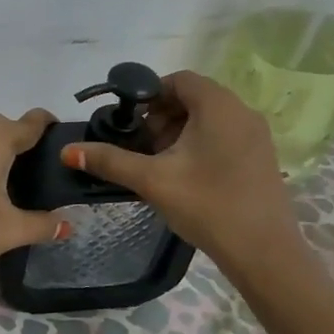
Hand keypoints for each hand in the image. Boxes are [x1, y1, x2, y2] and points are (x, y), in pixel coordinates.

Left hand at [0, 110, 69, 289]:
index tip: (67, 152)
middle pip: (9, 128)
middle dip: (28, 146)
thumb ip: (43, 224)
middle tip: (46, 178)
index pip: (34, 121)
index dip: (53, 131)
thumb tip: (69, 224)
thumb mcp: (9, 230)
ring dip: (2, 154)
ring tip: (19, 186)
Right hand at [57, 70, 302, 267]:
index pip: (179, 79)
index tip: (129, 120)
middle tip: (142, 145)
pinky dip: (200, 144)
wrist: (264, 253)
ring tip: (159, 162)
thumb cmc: (207, 206)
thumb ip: (110, 161)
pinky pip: (224, 135)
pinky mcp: (261, 157)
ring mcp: (256, 136)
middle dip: (162, 115)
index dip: (149, 93)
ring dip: (179, 131)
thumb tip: (68, 151)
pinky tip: (185, 175)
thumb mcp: (152, 180)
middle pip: (193, 97)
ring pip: (209, 118)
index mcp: (218, 106)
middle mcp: (242, 112)